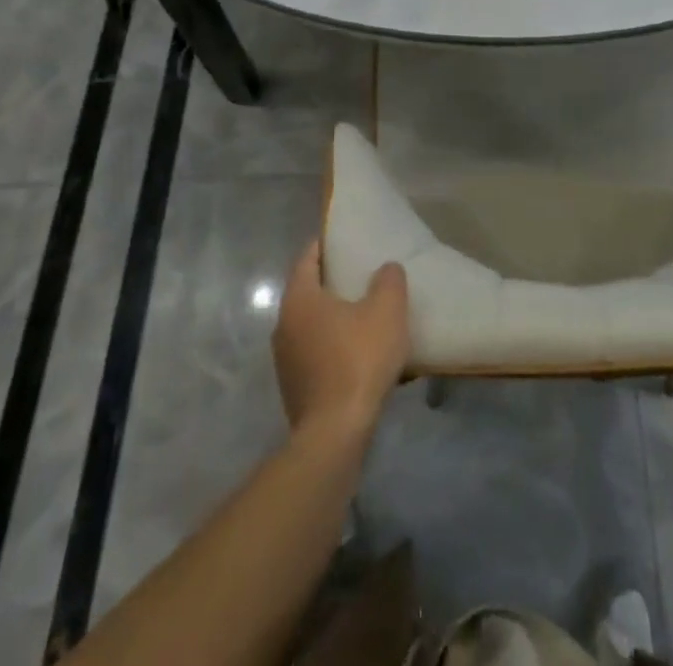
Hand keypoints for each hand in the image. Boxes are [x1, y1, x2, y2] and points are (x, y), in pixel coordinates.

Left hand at [272, 241, 409, 441]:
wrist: (335, 435)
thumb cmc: (358, 360)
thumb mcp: (386, 311)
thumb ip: (389, 281)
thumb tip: (386, 269)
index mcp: (299, 298)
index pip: (308, 257)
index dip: (327, 244)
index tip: (347, 237)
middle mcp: (283, 324)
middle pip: (308, 290)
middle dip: (334, 281)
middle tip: (364, 272)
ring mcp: (285, 359)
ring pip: (312, 324)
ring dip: (336, 317)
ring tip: (367, 313)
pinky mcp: (295, 388)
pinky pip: (316, 352)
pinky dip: (335, 346)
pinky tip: (362, 354)